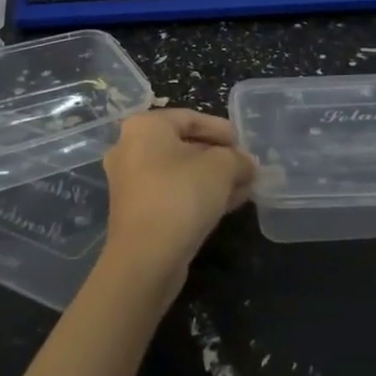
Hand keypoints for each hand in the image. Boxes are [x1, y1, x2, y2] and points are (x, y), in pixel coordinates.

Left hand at [101, 109, 255, 286]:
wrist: (146, 258)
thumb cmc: (181, 196)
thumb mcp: (222, 168)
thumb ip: (238, 159)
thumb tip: (246, 164)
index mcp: (144, 127)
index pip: (190, 117)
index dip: (221, 129)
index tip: (244, 144)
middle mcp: (130, 148)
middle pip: (183, 145)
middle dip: (218, 156)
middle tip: (245, 167)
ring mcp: (129, 181)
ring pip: (179, 172)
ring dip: (211, 178)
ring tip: (242, 188)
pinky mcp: (135, 210)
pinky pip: (171, 192)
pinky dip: (196, 194)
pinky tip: (225, 205)